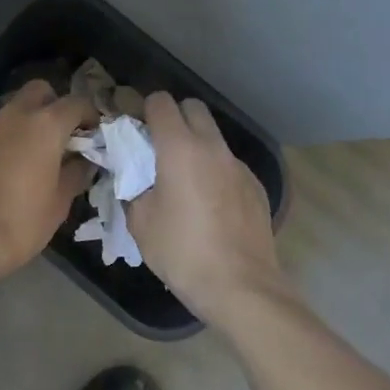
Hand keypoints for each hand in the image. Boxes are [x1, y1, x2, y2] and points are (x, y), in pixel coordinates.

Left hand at [0, 81, 96, 279]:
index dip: (89, 115)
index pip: (76, 103)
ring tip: (30, 156)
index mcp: (45, 126)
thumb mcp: (59, 203)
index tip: (94, 134)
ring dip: (26, 123)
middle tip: (60, 136)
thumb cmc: (20, 223)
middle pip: (39, 91)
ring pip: (12, 109)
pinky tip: (3, 168)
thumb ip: (76, 174)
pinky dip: (3, 139)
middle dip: (54, 105)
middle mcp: (14, 115)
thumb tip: (84, 161)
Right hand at [128, 93, 293, 324]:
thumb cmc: (182, 252)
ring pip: (214, 137)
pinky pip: (230, 165)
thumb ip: (133, 189)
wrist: (241, 287)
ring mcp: (239, 166)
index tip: (137, 129)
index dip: (145, 109)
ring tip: (186, 180)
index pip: (161, 102)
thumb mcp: (140, 223)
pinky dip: (216, 171)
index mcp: (180, 149)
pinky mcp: (256, 186)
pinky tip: (211, 205)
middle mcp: (212, 147)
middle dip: (175, 117)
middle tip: (160, 147)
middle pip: (193, 108)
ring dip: (197, 145)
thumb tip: (134, 180)